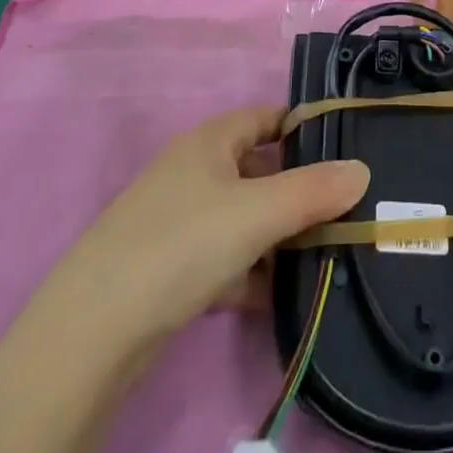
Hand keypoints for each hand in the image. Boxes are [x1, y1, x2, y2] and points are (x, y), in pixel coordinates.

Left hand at [81, 105, 370, 343]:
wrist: (90, 334)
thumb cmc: (181, 245)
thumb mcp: (257, 213)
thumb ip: (313, 191)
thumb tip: (362, 169)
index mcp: (209, 142)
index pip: (265, 118)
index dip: (303, 128)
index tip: (343, 149)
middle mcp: (192, 172)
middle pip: (258, 171)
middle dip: (298, 191)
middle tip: (343, 211)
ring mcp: (177, 222)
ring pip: (242, 219)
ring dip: (277, 237)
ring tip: (322, 257)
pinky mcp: (168, 271)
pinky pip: (223, 260)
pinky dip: (250, 273)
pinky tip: (276, 297)